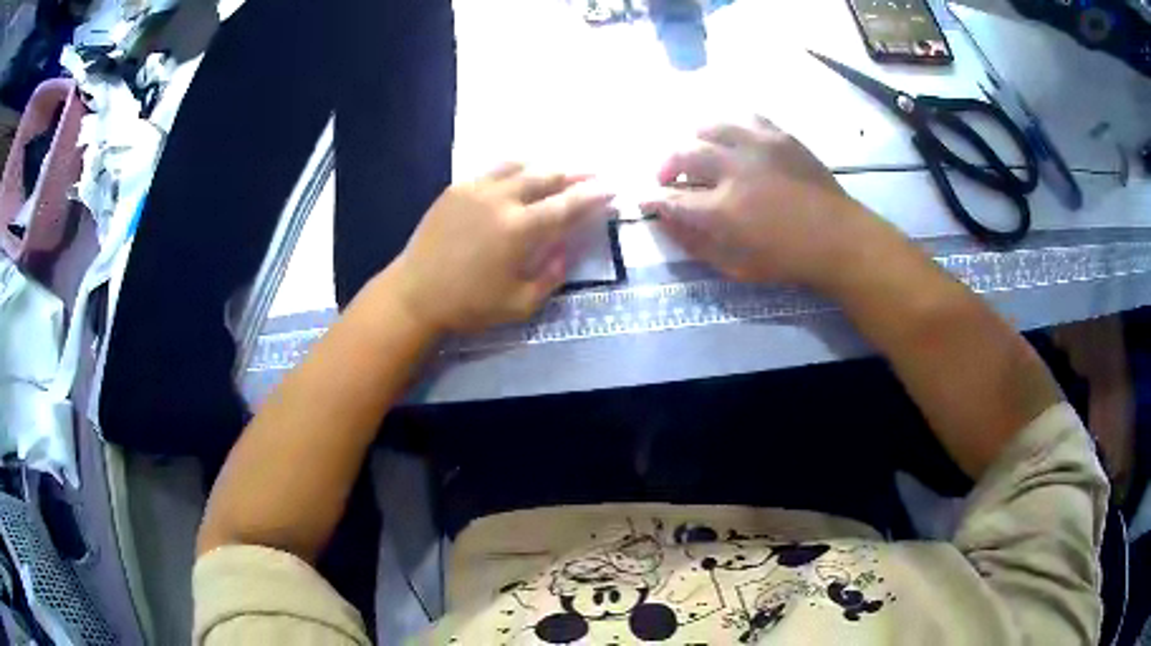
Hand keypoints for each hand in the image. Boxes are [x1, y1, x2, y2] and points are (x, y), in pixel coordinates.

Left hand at [390, 163, 613, 333]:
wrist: (415, 293)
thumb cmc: (468, 305)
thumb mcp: (519, 304)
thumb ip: (550, 276)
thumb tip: (565, 249)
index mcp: (519, 230)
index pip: (566, 204)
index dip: (592, 195)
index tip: (611, 188)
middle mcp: (501, 200)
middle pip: (547, 176)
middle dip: (575, 173)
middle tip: (594, 173)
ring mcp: (476, 189)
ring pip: (520, 166)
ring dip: (546, 166)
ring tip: (561, 170)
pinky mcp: (457, 188)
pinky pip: (494, 169)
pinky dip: (516, 169)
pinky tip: (521, 174)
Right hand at [641, 117, 871, 286]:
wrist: (838, 237)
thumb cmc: (787, 259)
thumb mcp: (737, 266)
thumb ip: (697, 244)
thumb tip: (668, 221)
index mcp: (722, 210)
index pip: (671, 199)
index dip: (651, 199)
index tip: (644, 199)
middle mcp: (734, 170)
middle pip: (682, 154)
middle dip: (665, 166)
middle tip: (667, 178)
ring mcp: (758, 146)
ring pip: (708, 127)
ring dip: (692, 140)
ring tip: (695, 152)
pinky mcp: (778, 135)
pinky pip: (744, 118)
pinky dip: (729, 126)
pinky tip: (730, 139)